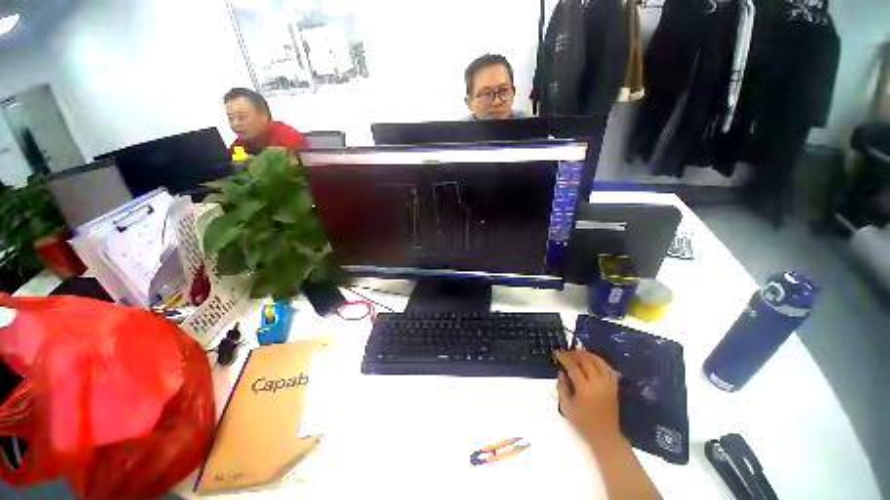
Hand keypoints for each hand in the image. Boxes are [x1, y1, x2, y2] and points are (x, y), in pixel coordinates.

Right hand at [555, 350, 622, 446]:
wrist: (605, 436)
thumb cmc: (583, 423)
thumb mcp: (566, 407)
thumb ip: (562, 387)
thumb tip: (561, 373)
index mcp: (584, 388)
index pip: (573, 366)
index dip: (564, 357)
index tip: (557, 353)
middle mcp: (597, 383)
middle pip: (587, 361)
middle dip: (575, 353)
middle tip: (566, 352)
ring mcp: (608, 384)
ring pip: (599, 362)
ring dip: (588, 354)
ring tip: (579, 352)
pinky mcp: (614, 387)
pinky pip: (608, 369)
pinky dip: (600, 362)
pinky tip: (594, 360)